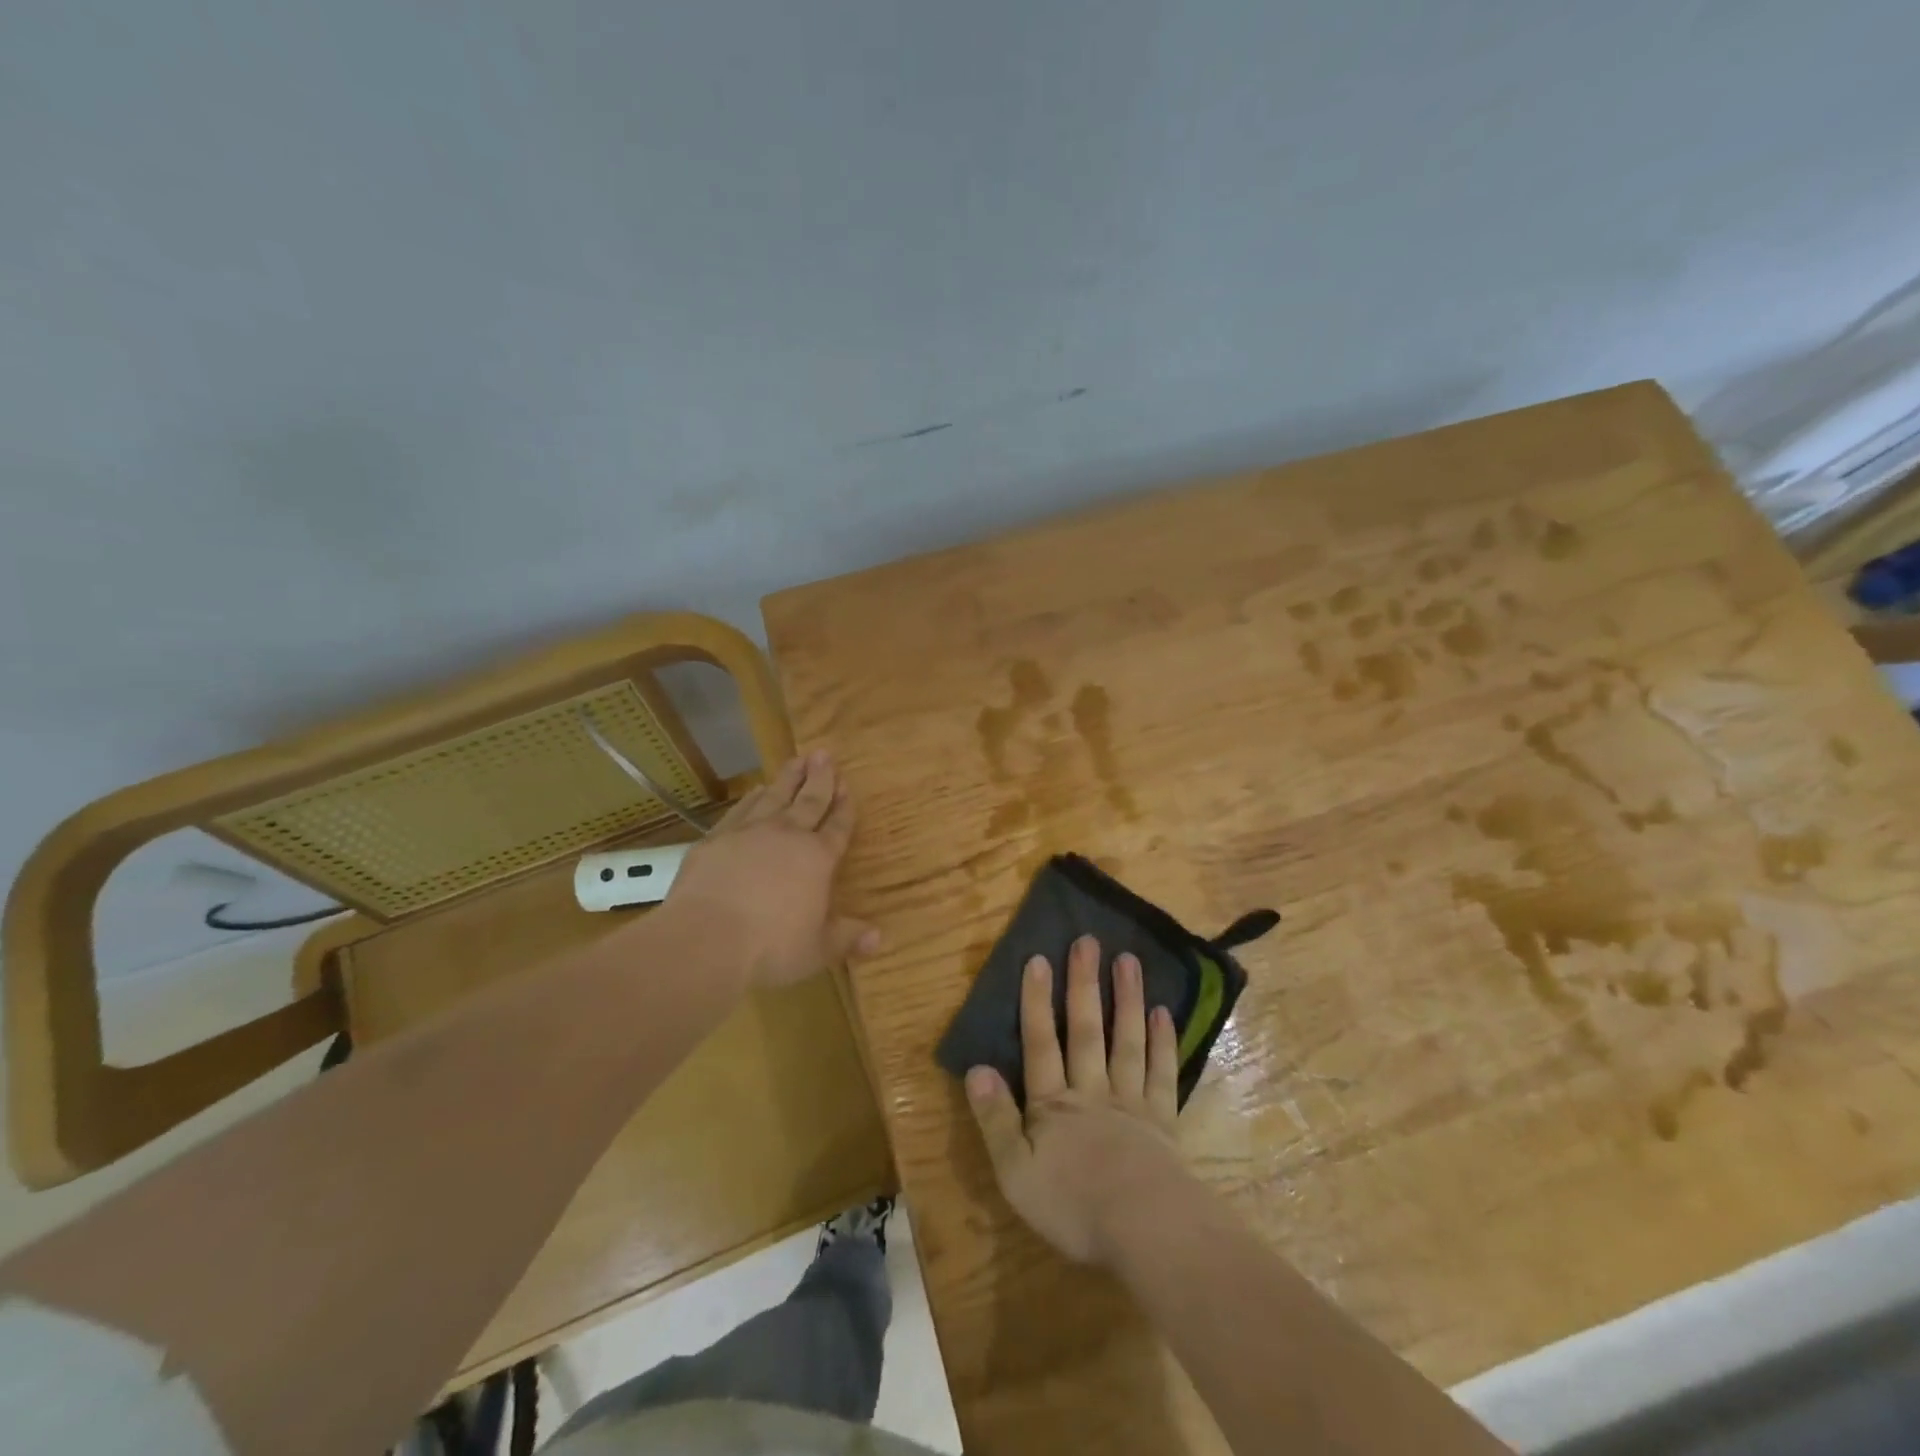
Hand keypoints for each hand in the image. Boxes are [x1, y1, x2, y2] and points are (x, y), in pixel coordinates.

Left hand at [665, 751, 878, 988]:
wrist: (706, 938)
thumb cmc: (771, 947)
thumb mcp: (818, 950)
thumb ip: (847, 938)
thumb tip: (879, 937)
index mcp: (818, 858)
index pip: (837, 826)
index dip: (845, 807)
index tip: (848, 786)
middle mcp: (787, 836)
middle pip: (809, 800)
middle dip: (820, 777)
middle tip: (824, 754)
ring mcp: (749, 833)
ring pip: (775, 796)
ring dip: (788, 778)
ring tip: (796, 760)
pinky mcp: (716, 839)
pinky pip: (740, 810)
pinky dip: (751, 798)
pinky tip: (756, 790)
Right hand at [965, 934, 1188, 1265]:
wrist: (1144, 1230)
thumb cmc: (1073, 1206)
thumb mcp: (1015, 1173)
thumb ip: (995, 1119)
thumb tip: (976, 1068)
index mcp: (1053, 1105)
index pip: (1040, 1044)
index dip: (1036, 1002)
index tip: (1038, 959)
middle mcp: (1091, 1091)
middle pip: (1085, 1031)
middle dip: (1083, 985)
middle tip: (1088, 942)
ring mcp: (1130, 1102)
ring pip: (1126, 1041)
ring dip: (1126, 999)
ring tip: (1128, 960)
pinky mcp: (1162, 1120)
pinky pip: (1161, 1073)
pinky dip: (1162, 1042)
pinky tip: (1162, 1013)